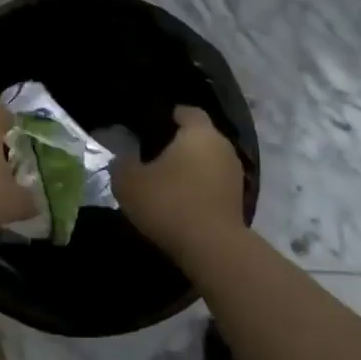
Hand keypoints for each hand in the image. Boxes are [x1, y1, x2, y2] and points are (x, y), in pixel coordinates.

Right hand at [112, 106, 246, 257]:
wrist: (211, 248)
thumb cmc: (168, 203)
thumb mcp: (129, 182)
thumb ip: (122, 163)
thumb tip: (124, 157)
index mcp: (199, 133)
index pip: (187, 111)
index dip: (169, 115)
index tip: (149, 125)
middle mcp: (222, 147)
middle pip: (200, 136)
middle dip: (178, 142)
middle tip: (151, 153)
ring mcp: (234, 174)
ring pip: (208, 160)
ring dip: (190, 167)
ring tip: (165, 179)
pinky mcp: (238, 199)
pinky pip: (213, 183)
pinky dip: (199, 187)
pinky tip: (180, 200)